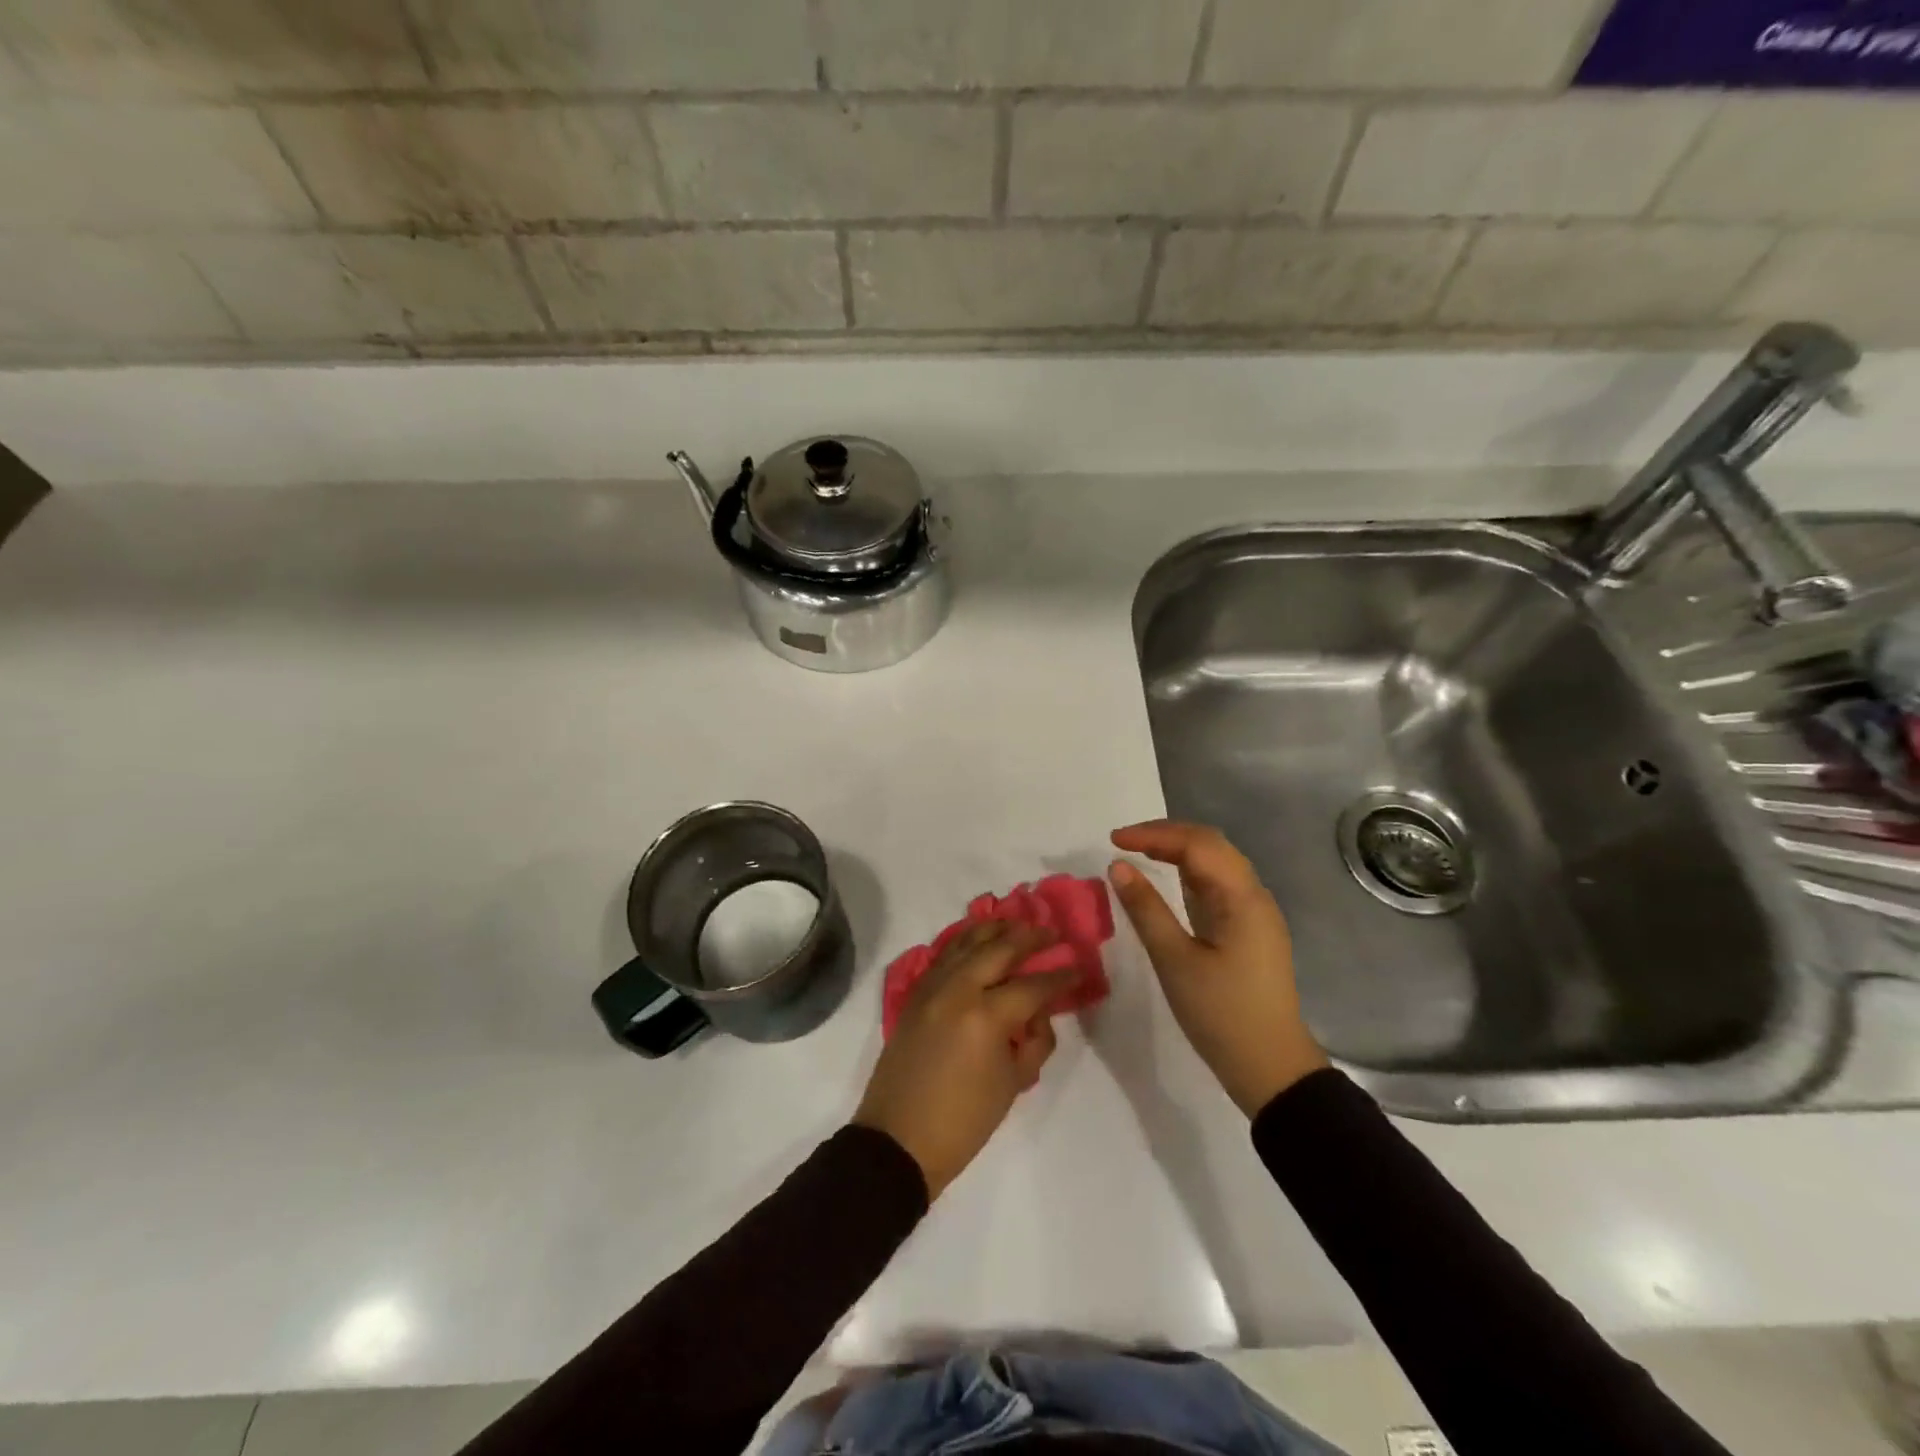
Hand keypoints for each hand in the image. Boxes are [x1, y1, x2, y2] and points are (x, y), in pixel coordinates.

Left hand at [853, 920, 1076, 1199]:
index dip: (1060, 976)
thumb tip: (1038, 1013)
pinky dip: (964, 941)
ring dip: (994, 930)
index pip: (1033, 985)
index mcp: (986, 1016)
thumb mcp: (1013, 1084)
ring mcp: (931, 987)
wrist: (898, 1139)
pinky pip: (943, 955)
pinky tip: (977, 938)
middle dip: (1029, 937)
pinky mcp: (915, 994)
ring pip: (966, 942)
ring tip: (1016, 923)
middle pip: (999, 949)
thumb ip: (1033, 1041)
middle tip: (1052, 932)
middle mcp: (957, 990)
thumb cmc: (963, 1121)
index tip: (1079, 966)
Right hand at [1108, 820, 1328, 1116]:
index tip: (1113, 840)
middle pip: (1211, 844)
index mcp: (1242, 898)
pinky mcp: (1249, 930)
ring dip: (1178, 850)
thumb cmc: (1221, 1014)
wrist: (1270, 1068)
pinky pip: (1218, 885)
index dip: (1154, 834)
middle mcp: (1254, 895)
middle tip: (1124, 842)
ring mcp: (1255, 913)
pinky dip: (1189, 873)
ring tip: (1139, 853)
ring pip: (1217, 863)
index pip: (1197, 843)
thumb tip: (1117, 866)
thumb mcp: (1175, 961)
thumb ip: (1146, 909)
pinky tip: (1167, 881)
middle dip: (1166, 835)